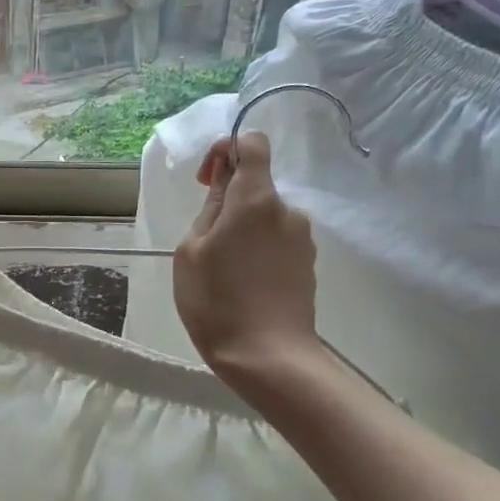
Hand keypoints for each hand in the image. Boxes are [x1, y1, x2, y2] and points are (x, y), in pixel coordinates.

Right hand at [174, 132, 322, 384]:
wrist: (266, 355)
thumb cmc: (216, 300)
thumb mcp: (191, 251)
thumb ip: (210, 208)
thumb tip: (223, 182)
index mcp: (256, 200)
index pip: (253, 145)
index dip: (227, 150)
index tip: (206, 181)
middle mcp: (286, 211)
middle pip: (257, 185)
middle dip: (229, 200)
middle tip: (204, 240)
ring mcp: (302, 238)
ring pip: (266, 217)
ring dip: (243, 229)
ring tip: (222, 268)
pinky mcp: (307, 264)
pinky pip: (277, 241)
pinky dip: (258, 249)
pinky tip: (242, 283)